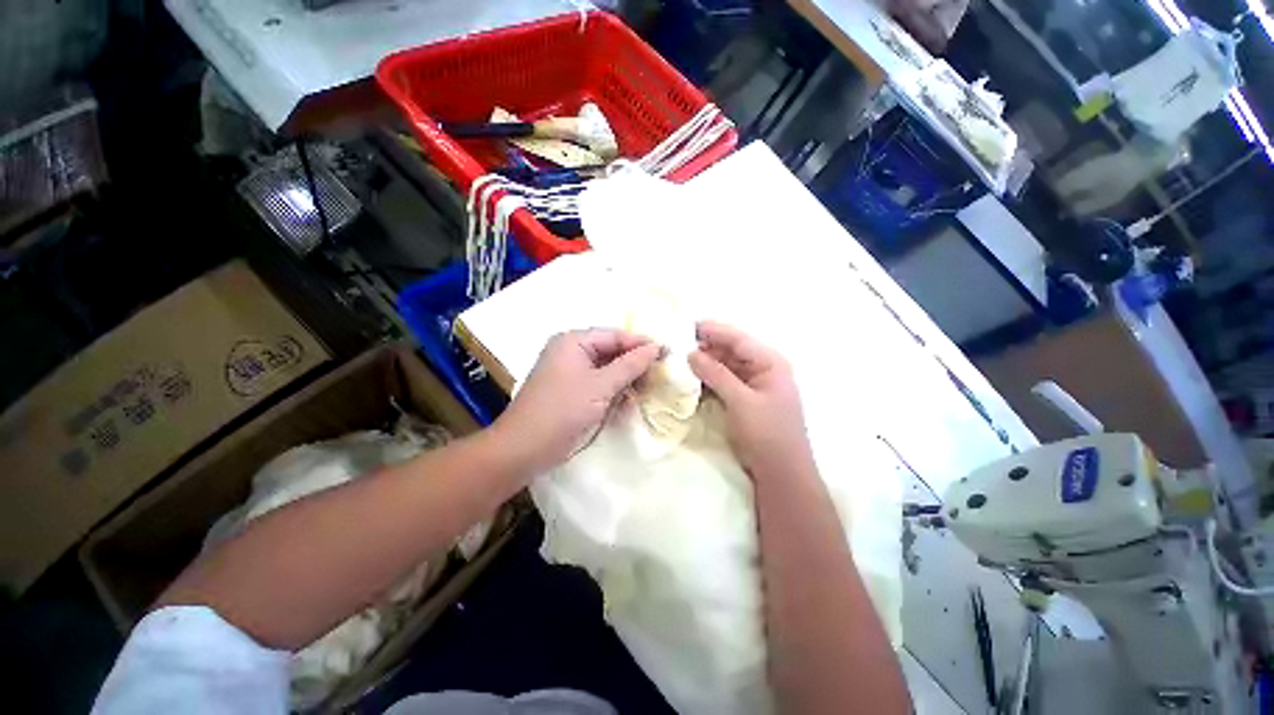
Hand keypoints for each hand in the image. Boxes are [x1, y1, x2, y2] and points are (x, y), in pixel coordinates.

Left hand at [494, 329, 661, 473]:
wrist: (524, 447)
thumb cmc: (562, 410)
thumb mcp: (601, 386)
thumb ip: (630, 365)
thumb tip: (656, 347)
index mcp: (572, 341)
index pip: (614, 335)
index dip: (641, 344)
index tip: (669, 355)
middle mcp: (569, 353)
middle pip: (610, 352)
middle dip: (634, 365)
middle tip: (661, 379)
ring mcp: (567, 375)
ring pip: (605, 372)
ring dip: (625, 383)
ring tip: (647, 394)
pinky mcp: (568, 397)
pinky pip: (596, 388)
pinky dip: (612, 396)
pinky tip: (627, 408)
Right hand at [688, 321, 813, 478]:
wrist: (783, 474)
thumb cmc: (767, 434)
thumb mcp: (741, 402)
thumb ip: (716, 375)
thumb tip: (690, 353)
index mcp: (771, 363)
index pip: (738, 338)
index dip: (711, 331)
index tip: (681, 326)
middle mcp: (766, 370)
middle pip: (732, 351)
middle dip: (705, 348)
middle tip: (673, 346)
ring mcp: (757, 388)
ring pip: (727, 369)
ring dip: (706, 366)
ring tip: (677, 362)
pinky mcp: (749, 405)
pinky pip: (727, 385)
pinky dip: (711, 383)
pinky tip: (691, 383)